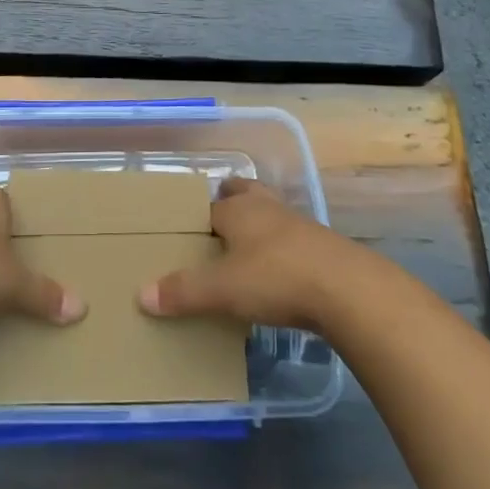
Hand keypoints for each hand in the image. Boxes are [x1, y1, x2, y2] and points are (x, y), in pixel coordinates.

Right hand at [138, 176, 352, 330]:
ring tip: (249, 242)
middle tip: (221, 211)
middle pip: (246, 193)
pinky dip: (283, 249)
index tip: (188, 231)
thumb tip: (141, 295)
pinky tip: (280, 270)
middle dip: (233, 198)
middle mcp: (267, 209)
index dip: (198, 218)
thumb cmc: (276, 278)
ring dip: (261, 223)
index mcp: (238, 211)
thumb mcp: (222, 289)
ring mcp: (299, 226)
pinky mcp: (323, 249)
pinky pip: (294, 241)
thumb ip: (183, 292)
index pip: (210, 207)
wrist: (348, 290)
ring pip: (272, 214)